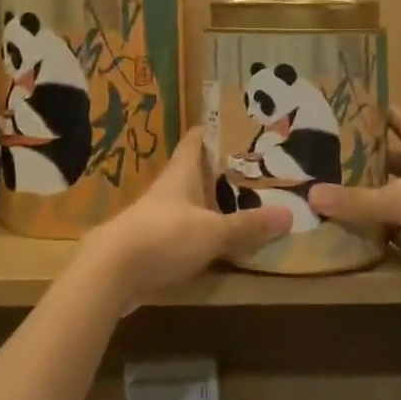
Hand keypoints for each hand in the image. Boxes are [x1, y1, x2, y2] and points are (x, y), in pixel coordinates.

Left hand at [76, 128, 291, 308]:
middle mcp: (171, 188)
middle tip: (262, 169)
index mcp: (182, 172)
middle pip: (200, 171)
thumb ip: (248, 225)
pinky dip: (208, 233)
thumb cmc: (163, 237)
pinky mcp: (156, 243)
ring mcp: (161, 216)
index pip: (197, 138)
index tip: (243, 126)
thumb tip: (289, 214)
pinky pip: (189, 231)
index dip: (217, 129)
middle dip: (227, 170)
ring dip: (218, 203)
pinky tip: (227, 242)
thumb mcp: (212, 231)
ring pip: (196, 202)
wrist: (111, 273)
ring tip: (253, 204)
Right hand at [308, 108, 400, 298]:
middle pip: (391, 165)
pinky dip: (371, 235)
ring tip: (323, 192)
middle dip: (362, 160)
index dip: (383, 113)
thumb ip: (359, 200)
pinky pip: (391, 236)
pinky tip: (343, 233)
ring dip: (363, 199)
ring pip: (388, 201)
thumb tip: (312, 194)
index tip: (353, 103)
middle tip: (322, 154)